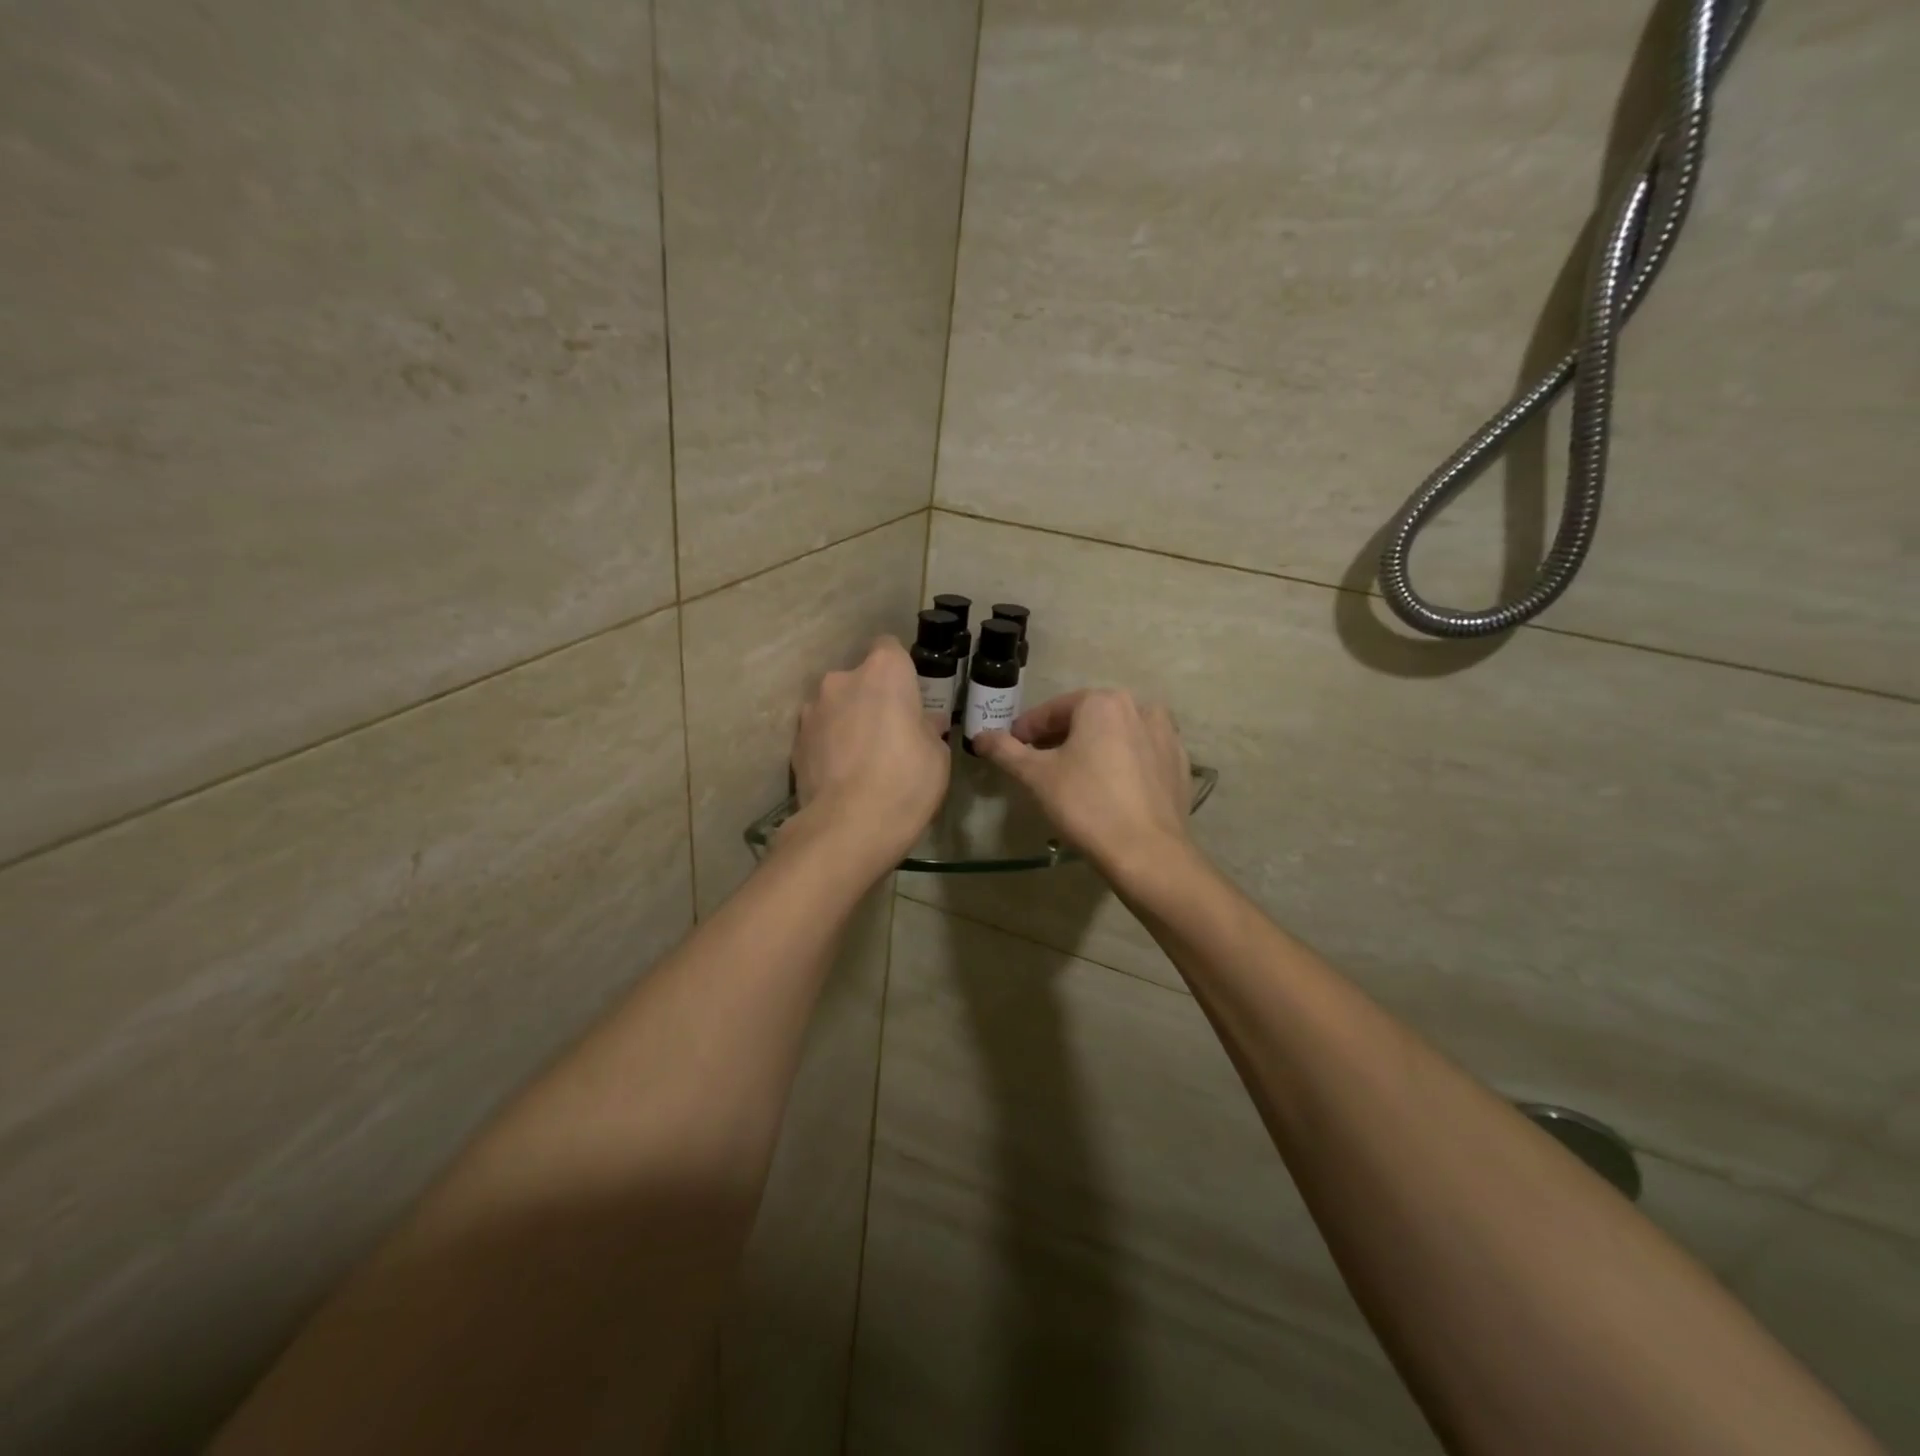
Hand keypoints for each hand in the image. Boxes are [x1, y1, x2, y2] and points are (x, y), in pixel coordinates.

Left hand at [788, 637, 949, 871]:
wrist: (847, 827)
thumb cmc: (906, 781)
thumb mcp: (938, 755)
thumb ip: (928, 729)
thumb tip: (925, 723)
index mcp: (884, 671)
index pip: (890, 648)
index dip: (901, 671)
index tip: (910, 698)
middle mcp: (842, 679)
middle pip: (860, 679)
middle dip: (872, 699)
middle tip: (890, 733)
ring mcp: (812, 710)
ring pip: (836, 706)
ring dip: (847, 721)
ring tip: (862, 759)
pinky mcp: (794, 741)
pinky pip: (819, 733)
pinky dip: (829, 746)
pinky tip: (842, 775)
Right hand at [973, 689, 1192, 878]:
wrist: (1148, 852)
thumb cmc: (1086, 805)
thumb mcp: (1036, 777)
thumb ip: (1006, 750)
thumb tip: (980, 736)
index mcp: (1103, 702)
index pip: (1053, 710)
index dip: (1027, 730)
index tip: (1011, 748)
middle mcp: (1139, 708)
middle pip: (1087, 719)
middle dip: (1060, 738)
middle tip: (1038, 764)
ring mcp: (1166, 735)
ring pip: (1116, 735)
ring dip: (1092, 748)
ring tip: (1073, 776)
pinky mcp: (1180, 764)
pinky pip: (1140, 755)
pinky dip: (1121, 764)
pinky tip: (1109, 789)